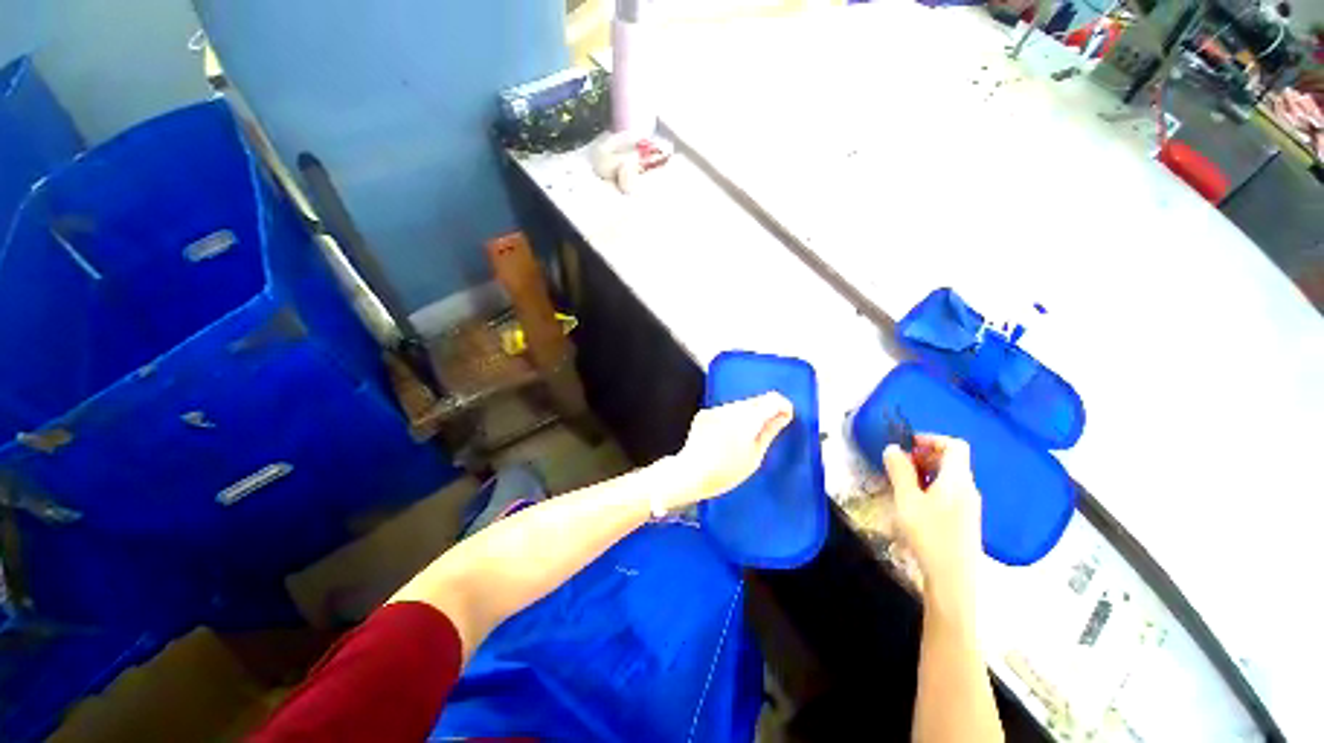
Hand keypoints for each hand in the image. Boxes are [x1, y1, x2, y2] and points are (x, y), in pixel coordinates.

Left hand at [655, 392, 793, 509]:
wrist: (690, 473)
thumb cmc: (725, 471)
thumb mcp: (755, 456)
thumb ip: (770, 431)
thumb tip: (783, 416)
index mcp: (747, 418)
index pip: (772, 399)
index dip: (783, 406)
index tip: (786, 418)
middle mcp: (731, 408)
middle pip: (756, 400)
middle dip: (766, 411)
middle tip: (769, 430)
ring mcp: (716, 409)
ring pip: (740, 405)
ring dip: (749, 414)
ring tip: (746, 438)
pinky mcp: (705, 414)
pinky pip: (725, 411)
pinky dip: (732, 419)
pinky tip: (728, 437)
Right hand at [883, 435, 982, 616]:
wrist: (953, 579)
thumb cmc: (929, 535)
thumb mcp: (907, 499)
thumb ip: (900, 471)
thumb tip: (893, 448)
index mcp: (958, 479)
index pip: (955, 446)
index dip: (932, 439)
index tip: (908, 445)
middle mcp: (969, 489)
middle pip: (952, 461)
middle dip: (925, 456)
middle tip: (899, 464)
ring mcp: (970, 506)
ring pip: (949, 477)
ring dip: (926, 472)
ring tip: (903, 483)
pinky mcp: (965, 520)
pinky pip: (950, 492)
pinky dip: (932, 487)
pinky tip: (915, 503)